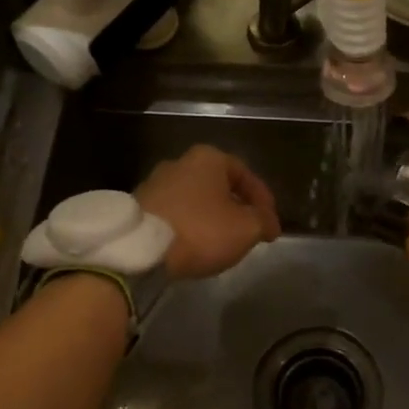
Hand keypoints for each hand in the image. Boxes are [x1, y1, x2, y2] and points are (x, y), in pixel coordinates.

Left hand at [135, 145, 280, 279]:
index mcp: (209, 158)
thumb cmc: (201, 230)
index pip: (246, 175)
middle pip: (218, 186)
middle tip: (248, 232)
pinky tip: (194, 245)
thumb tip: (266, 222)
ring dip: (211, 218)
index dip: (264, 201)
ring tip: (222, 242)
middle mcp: (180, 162)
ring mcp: (155, 183)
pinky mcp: (138, 206)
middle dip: (236, 208)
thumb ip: (263, 221)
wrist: (140, 250)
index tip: (271, 226)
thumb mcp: (246, 228)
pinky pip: (174, 214)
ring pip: (195, 200)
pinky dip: (189, 226)